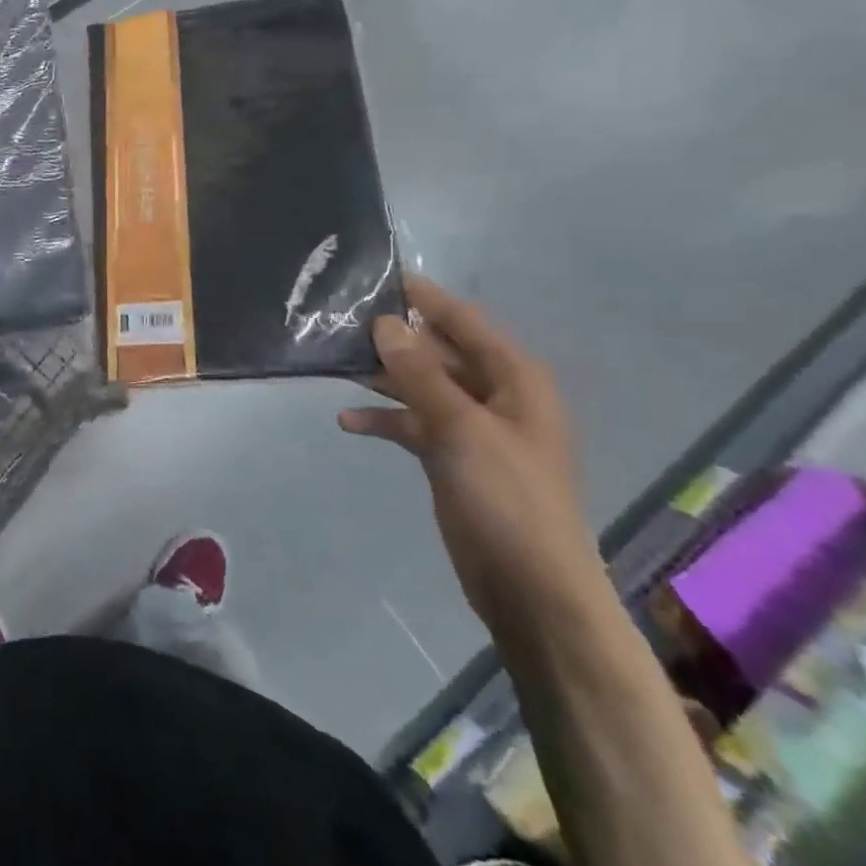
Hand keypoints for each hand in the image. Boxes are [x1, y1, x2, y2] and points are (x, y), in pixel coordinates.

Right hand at [339, 276, 605, 628]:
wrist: (531, 590)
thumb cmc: (508, 499)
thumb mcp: (461, 428)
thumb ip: (420, 373)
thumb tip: (385, 322)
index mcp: (515, 379)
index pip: (464, 321)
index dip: (424, 298)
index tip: (377, 276)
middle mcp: (495, 395)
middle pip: (438, 351)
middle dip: (394, 338)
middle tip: (339, 321)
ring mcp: (473, 428)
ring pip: (421, 386)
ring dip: (383, 377)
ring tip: (334, 362)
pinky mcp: (453, 457)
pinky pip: (413, 423)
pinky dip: (385, 420)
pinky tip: (347, 422)